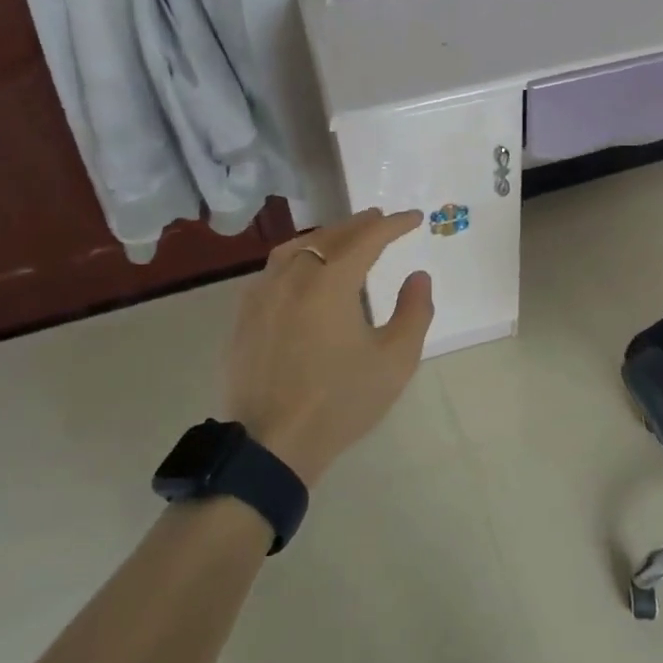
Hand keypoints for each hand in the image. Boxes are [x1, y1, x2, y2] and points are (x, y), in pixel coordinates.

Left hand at [223, 209, 433, 487]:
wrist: (271, 444)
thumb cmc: (340, 401)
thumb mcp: (395, 360)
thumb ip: (414, 311)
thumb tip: (418, 277)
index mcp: (330, 281)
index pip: (368, 238)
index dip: (394, 225)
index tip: (414, 218)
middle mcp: (293, 275)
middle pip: (329, 235)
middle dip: (359, 224)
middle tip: (380, 220)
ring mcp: (262, 294)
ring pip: (295, 248)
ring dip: (324, 236)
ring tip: (342, 238)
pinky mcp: (244, 316)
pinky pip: (273, 270)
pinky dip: (296, 258)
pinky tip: (302, 273)